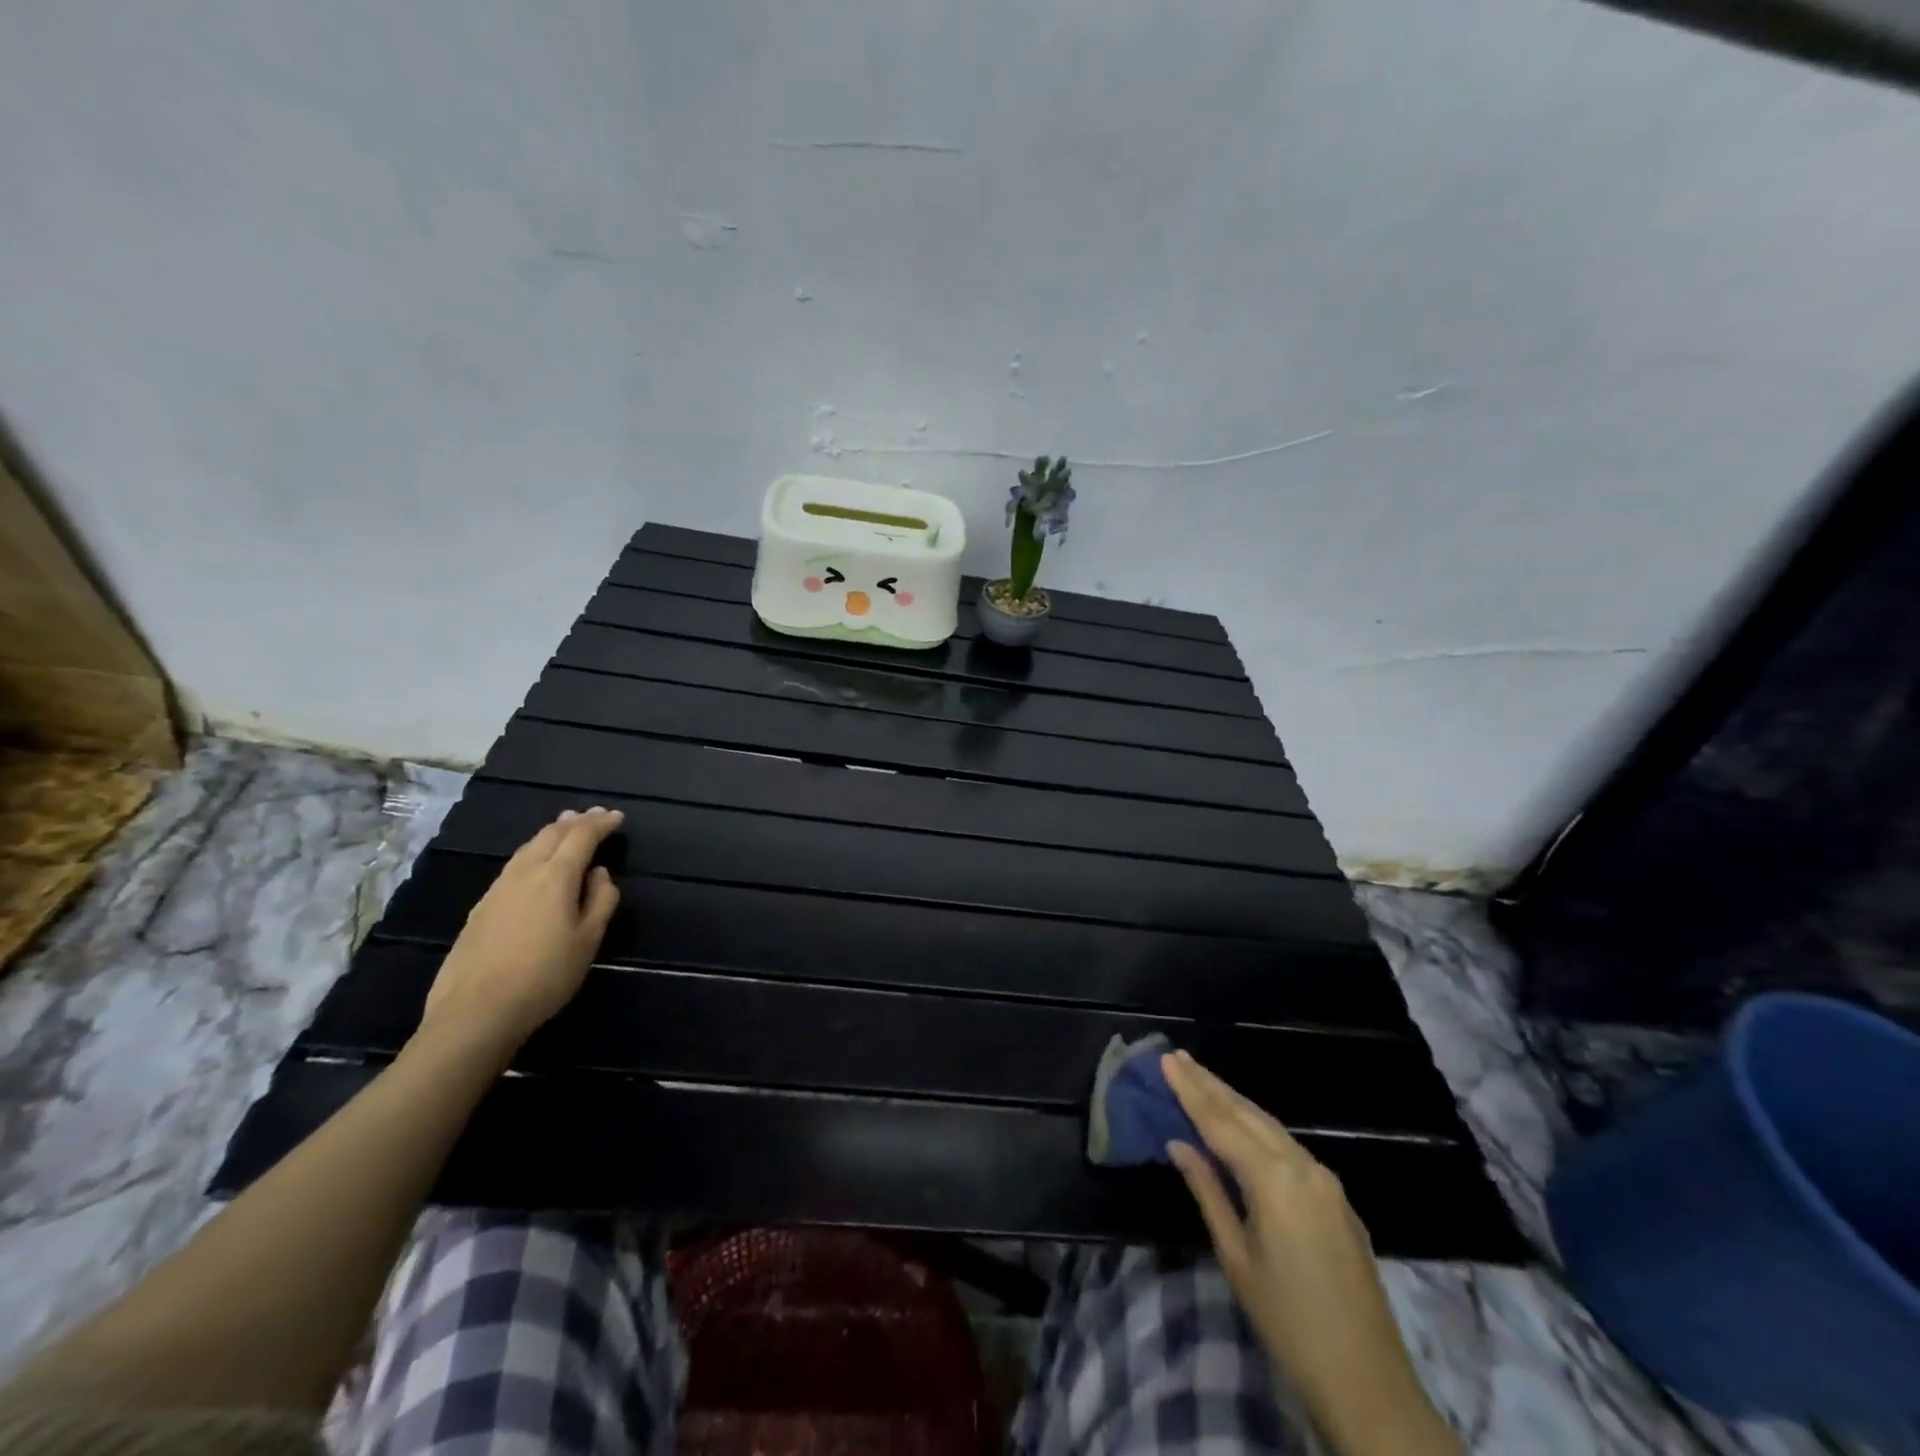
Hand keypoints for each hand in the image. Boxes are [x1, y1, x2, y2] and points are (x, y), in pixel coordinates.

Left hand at [419, 807, 623, 1053]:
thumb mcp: (588, 941)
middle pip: (550, 834)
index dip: (601, 824)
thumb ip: (601, 901)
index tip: (617, 817)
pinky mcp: (481, 908)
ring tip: (566, 828)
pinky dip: (533, 852)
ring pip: (528, 847)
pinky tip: (535, 864)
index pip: (581, 837)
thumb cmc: (545, 976)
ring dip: (551, 833)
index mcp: (555, 876)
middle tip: (594, 815)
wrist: (476, 1012)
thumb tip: (600, 875)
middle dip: (575, 822)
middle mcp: (524, 873)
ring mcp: (497, 889)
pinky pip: (513, 865)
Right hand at [1163, 1052, 1460, 1455]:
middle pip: (1248, 1114)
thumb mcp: (1236, 1257)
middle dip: (1211, 1085)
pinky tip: (1242, 1124)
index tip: (1166, 1060)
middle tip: (1179, 1057)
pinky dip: (1258, 1127)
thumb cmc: (1288, 1323)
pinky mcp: (1337, 1199)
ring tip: (1202, 1079)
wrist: (1368, 1383)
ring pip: (1270, 1126)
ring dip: (1234, 1101)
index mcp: (1275, 1179)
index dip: (1190, 1090)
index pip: (1221, 1122)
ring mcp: (1326, 1181)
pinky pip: (1289, 1147)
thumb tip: (1179, 1143)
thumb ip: (1208, 1191)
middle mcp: (1303, 1166)